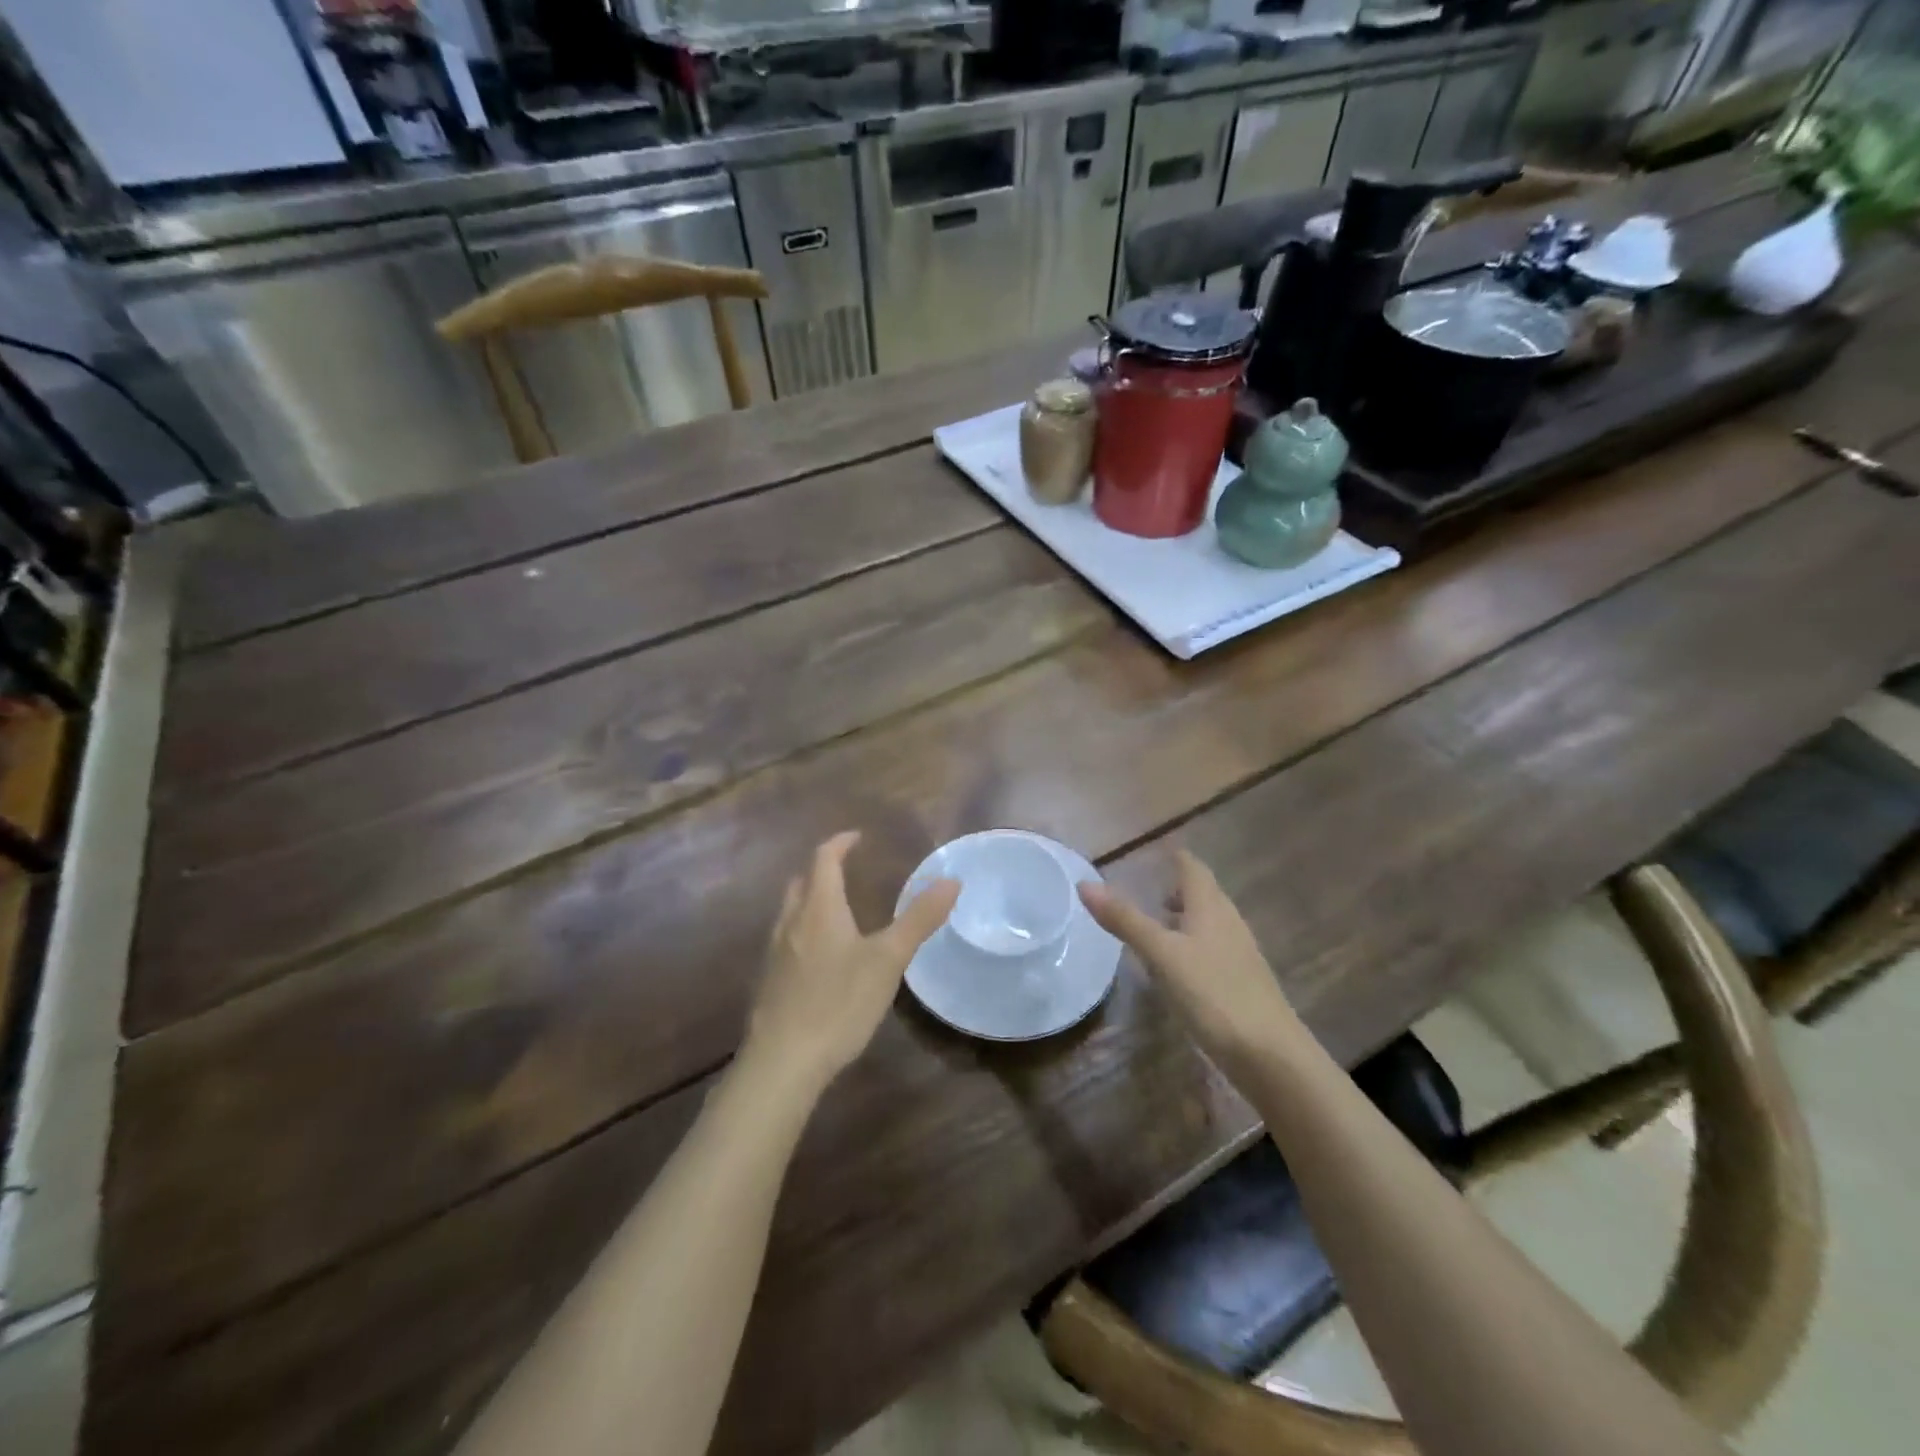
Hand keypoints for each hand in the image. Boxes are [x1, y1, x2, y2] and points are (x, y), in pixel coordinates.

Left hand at [744, 831, 958, 1095]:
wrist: (783, 1061)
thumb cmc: (839, 1003)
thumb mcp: (888, 960)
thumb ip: (919, 919)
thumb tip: (951, 881)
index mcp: (819, 909)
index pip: (824, 859)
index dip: (840, 843)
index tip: (857, 837)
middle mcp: (792, 922)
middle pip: (802, 882)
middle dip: (823, 870)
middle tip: (847, 870)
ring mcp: (776, 952)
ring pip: (791, 911)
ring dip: (811, 899)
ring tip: (837, 909)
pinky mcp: (770, 981)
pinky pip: (787, 939)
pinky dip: (804, 929)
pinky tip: (820, 956)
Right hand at [1079, 849, 1304, 1076]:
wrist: (1270, 1055)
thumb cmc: (1213, 994)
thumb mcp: (1161, 955)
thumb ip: (1125, 920)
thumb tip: (1085, 883)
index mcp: (1211, 908)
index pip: (1193, 869)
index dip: (1175, 858)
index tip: (1156, 852)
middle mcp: (1229, 923)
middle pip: (1204, 894)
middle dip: (1179, 887)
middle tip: (1151, 888)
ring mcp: (1239, 954)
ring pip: (1210, 923)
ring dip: (1186, 917)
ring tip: (1158, 925)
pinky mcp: (1242, 983)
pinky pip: (1213, 950)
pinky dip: (1192, 946)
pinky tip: (1178, 967)